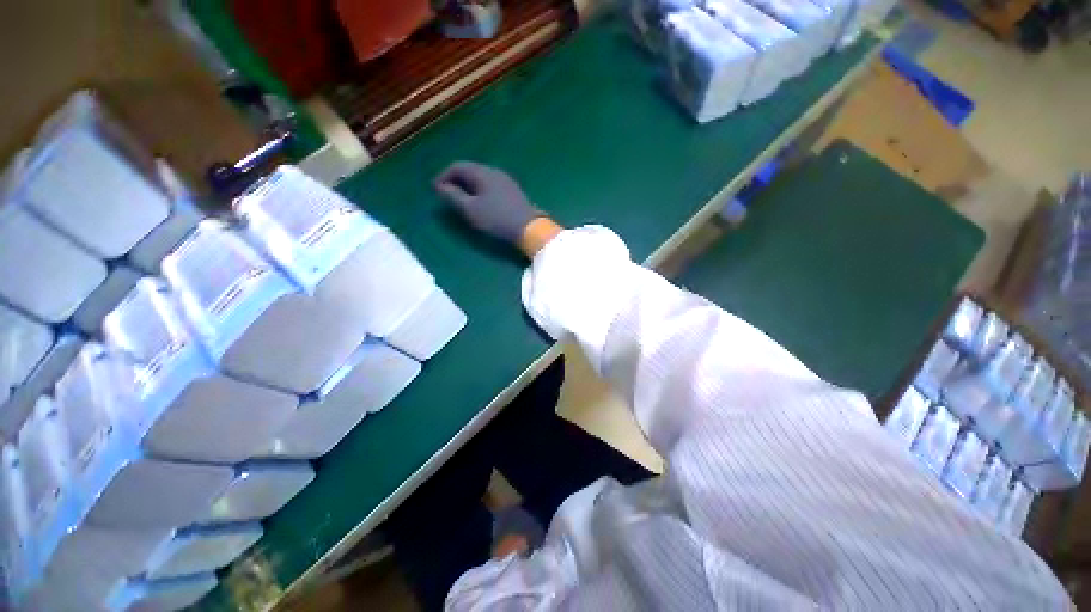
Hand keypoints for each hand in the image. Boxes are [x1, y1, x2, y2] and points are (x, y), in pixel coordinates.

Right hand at [434, 161, 543, 244]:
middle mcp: (494, 172)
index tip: (435, 190)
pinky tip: (480, 203)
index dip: (443, 176)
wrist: (529, 228)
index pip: (457, 166)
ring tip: (461, 200)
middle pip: (470, 170)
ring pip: (481, 178)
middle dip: (455, 181)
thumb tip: (440, 187)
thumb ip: (453, 196)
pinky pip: (490, 186)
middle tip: (447, 194)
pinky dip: (479, 191)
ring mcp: (506, 181)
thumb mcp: (470, 209)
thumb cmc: (497, 218)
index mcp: (482, 172)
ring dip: (468, 187)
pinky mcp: (513, 192)